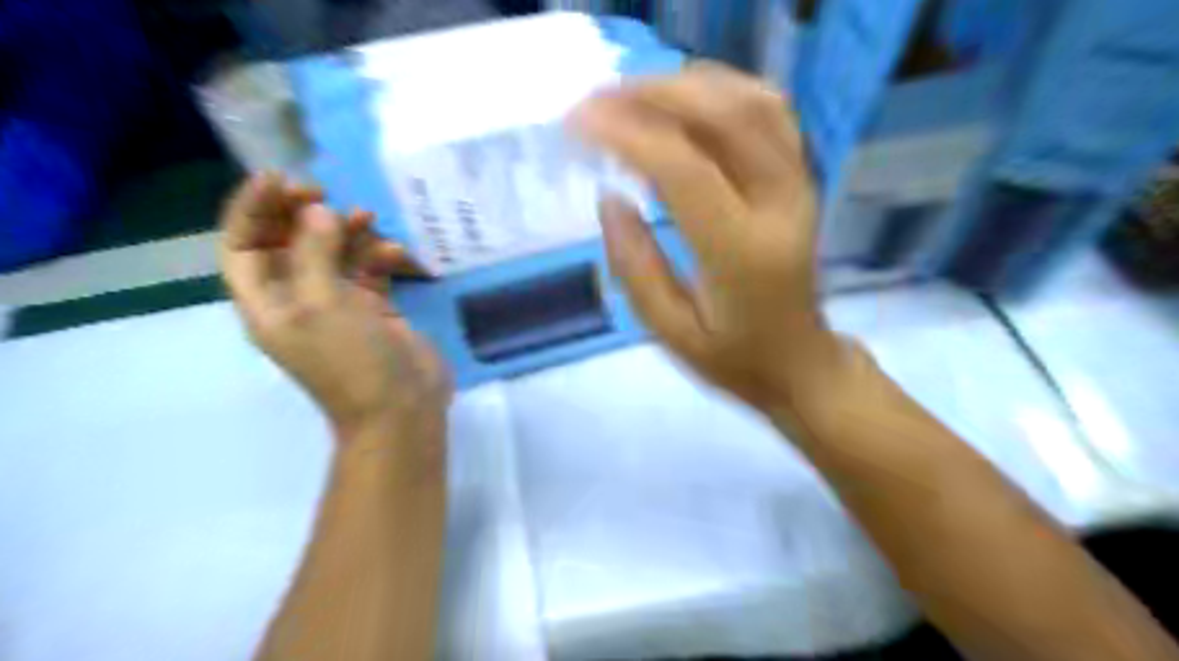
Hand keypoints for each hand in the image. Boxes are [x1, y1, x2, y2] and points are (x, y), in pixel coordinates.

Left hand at [216, 175, 451, 441]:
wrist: (401, 407)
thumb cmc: (351, 359)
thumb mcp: (321, 303)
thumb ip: (313, 252)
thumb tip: (318, 211)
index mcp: (268, 303)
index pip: (243, 245)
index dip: (253, 208)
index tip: (280, 179)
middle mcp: (299, 299)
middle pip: (288, 243)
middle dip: (302, 214)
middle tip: (325, 194)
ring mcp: (339, 303)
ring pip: (334, 252)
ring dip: (347, 231)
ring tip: (367, 217)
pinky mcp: (375, 307)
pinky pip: (370, 269)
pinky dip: (380, 256)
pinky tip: (396, 255)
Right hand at [569, 61, 848, 413]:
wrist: (799, 361)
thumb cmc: (732, 357)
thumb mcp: (672, 333)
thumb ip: (635, 267)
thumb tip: (609, 198)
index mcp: (742, 254)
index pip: (685, 171)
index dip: (628, 136)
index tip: (577, 123)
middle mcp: (779, 206)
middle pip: (724, 116)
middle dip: (652, 95)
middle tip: (596, 102)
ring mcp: (798, 185)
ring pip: (750, 101)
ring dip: (684, 86)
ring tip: (629, 97)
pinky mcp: (801, 178)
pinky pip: (768, 111)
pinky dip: (721, 90)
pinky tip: (680, 100)